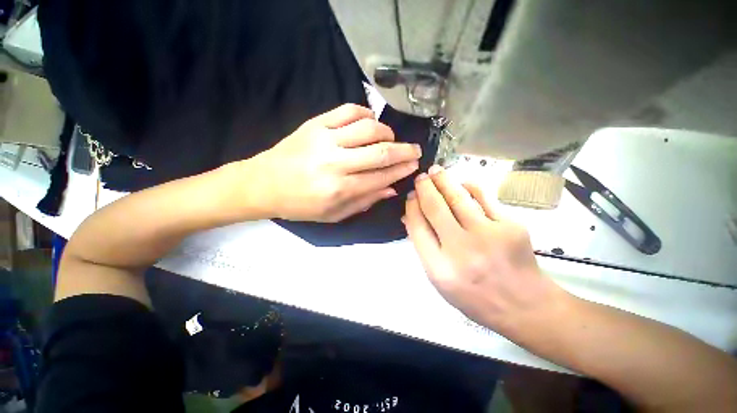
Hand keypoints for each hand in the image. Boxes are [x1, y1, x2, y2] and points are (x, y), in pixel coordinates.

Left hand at [248, 104, 420, 221]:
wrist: (263, 184)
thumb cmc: (300, 205)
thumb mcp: (334, 215)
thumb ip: (365, 202)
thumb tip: (391, 189)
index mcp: (340, 189)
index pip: (381, 177)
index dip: (401, 170)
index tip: (414, 165)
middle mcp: (335, 163)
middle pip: (380, 152)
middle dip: (404, 151)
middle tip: (415, 150)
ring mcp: (324, 139)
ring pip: (368, 128)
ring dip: (387, 133)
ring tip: (390, 139)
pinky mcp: (315, 124)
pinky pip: (347, 110)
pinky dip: (365, 114)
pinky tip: (370, 123)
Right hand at [403, 165, 563, 331]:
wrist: (524, 305)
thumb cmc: (474, 295)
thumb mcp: (439, 278)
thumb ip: (424, 246)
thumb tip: (410, 216)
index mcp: (440, 267)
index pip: (418, 227)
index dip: (411, 207)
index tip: (411, 196)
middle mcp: (461, 250)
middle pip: (435, 208)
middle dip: (424, 187)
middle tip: (421, 177)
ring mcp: (488, 236)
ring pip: (458, 197)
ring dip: (443, 180)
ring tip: (435, 171)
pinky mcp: (510, 226)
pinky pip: (483, 198)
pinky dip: (469, 187)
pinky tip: (462, 183)